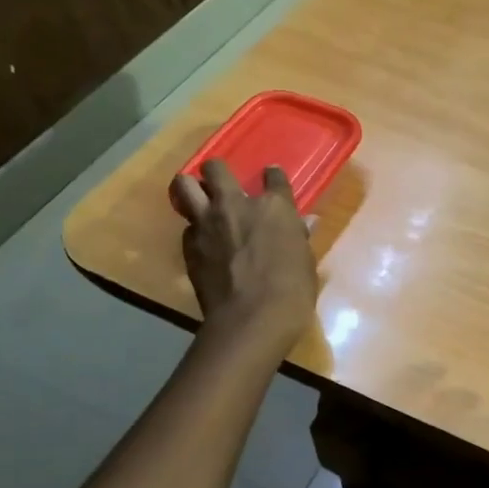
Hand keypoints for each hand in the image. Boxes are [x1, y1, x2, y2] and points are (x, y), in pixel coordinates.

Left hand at [171, 159, 316, 349]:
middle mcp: (236, 205)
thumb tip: (304, 224)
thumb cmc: (292, 291)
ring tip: (198, 200)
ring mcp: (207, 223)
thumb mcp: (305, 262)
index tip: (271, 178)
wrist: (251, 319)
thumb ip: (298, 237)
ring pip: (184, 186)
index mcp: (274, 207)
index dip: (272, 177)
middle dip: (216, 172)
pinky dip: (194, 230)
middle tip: (221, 185)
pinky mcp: (189, 245)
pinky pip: (186, 227)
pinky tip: (203, 243)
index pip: (273, 177)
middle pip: (215, 168)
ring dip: (190, 189)